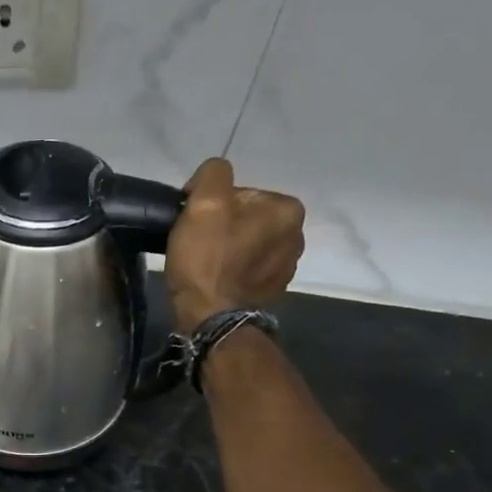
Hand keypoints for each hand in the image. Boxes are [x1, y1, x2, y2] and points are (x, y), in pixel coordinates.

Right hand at [165, 158, 304, 333]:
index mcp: (287, 209)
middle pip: (247, 218)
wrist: (211, 318)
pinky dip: (234, 271)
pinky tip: (217, 280)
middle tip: (197, 245)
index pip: (241, 193)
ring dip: (228, 249)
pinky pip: (249, 270)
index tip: (194, 224)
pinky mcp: (273, 292)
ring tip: (205, 265)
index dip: (212, 205)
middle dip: (223, 227)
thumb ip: (213, 173)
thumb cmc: (207, 259)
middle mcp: (297, 235)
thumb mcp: (204, 203)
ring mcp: (287, 267)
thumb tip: (213, 177)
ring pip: (248, 244)